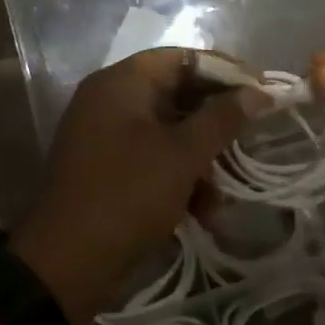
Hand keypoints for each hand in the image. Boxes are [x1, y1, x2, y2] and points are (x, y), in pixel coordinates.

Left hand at [12, 49, 266, 323]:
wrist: (63, 266)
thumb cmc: (127, 196)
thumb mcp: (183, 156)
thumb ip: (222, 119)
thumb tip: (259, 92)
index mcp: (122, 82)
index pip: (183, 57)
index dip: (226, 71)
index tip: (261, 90)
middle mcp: (110, 99)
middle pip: (177, 95)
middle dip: (216, 124)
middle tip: (251, 140)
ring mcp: (105, 136)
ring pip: (169, 133)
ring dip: (202, 161)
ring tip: (223, 199)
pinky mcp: (107, 169)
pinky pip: (152, 159)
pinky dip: (179, 180)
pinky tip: (203, 214)